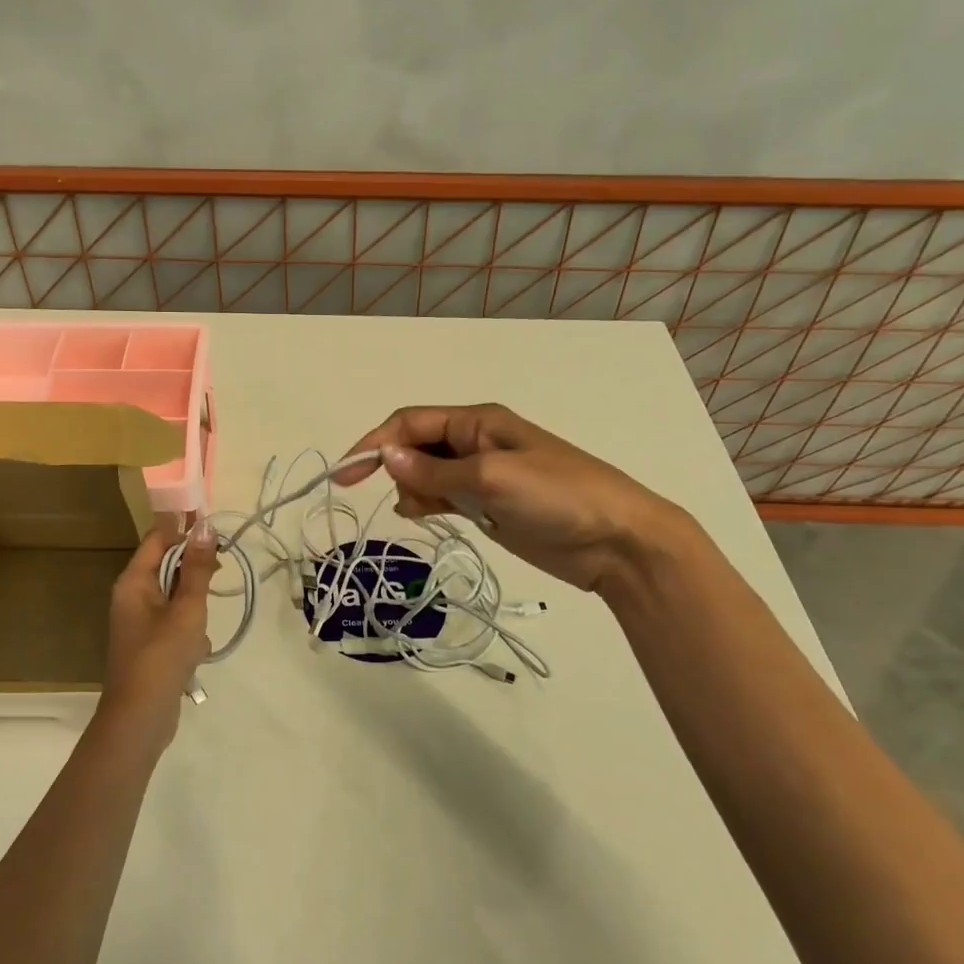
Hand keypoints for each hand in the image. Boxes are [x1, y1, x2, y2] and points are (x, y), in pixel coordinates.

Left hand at [101, 522, 218, 744]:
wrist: (140, 718)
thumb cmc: (162, 656)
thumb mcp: (187, 608)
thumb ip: (198, 568)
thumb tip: (204, 527)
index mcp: (134, 581)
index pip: (158, 538)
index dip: (186, 531)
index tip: (217, 534)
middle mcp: (131, 596)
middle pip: (166, 566)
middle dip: (195, 571)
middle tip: (222, 574)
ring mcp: (139, 622)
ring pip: (174, 597)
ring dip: (194, 606)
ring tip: (204, 626)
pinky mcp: (149, 645)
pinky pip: (173, 623)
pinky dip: (189, 632)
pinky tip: (199, 652)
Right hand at [335, 403, 682, 596]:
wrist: (617, 541)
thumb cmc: (558, 496)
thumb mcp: (492, 478)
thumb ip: (435, 469)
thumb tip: (384, 455)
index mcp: (478, 422)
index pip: (411, 422)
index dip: (374, 442)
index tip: (346, 474)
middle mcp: (475, 443)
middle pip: (415, 445)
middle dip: (396, 467)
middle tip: (402, 500)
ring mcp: (482, 475)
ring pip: (425, 473)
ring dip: (412, 488)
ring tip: (422, 511)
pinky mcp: (488, 505)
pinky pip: (442, 496)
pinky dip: (426, 503)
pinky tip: (422, 516)